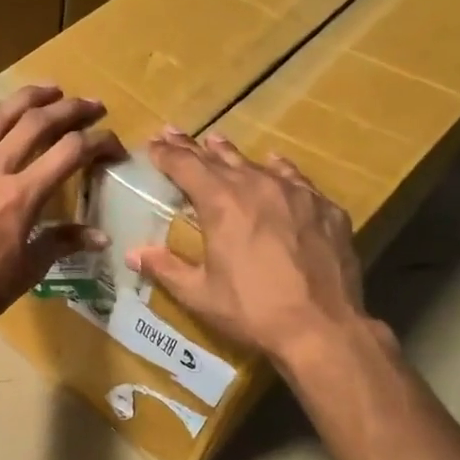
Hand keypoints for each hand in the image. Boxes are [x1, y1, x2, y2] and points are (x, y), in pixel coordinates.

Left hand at [0, 86, 122, 341]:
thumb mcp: (28, 270)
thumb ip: (62, 243)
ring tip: (49, 89)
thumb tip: (101, 237)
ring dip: (26, 98)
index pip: (70, 153)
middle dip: (70, 109)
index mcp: (22, 195)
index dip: (99, 143)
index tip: (115, 146)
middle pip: (37, 123)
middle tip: (92, 105)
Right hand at [127, 130, 368, 367]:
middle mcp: (258, 186)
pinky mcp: (326, 209)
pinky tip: (276, 166)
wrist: (322, 327)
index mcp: (222, 204)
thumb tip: (133, 254)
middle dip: (193, 148)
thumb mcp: (199, 295)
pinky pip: (296, 180)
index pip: (186, 167)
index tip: (153, 144)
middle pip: (220, 159)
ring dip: (233, 155)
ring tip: (218, 143)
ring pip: (258, 164)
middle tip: (174, 133)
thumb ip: (166, 268)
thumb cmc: (252, 311)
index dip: (167, 154)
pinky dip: (279, 171)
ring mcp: (297, 194)